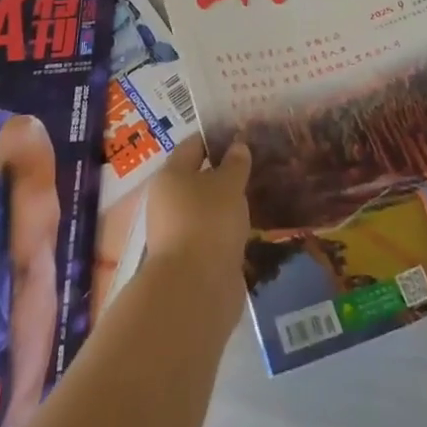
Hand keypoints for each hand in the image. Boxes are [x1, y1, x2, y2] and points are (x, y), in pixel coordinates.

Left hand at [144, 138, 251, 299]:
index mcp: (170, 176)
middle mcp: (168, 202)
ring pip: (206, 210)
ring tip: (258, 196)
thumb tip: (237, 147)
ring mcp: (177, 234)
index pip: (193, 146)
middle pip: (198, 179)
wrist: (195, 291)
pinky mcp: (191, 261)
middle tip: (255, 166)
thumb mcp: (228, 185)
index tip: (241, 136)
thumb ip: (235, 164)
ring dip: (227, 205)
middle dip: (224, 174)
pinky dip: (228, 230)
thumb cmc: (208, 222)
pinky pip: (212, 235)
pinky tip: (251, 228)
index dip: (216, 139)